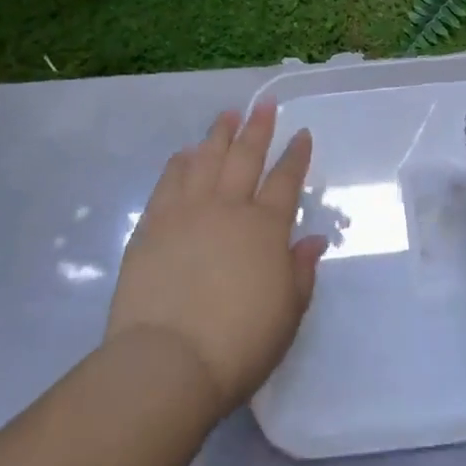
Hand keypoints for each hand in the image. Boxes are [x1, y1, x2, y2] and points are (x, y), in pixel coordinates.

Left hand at [106, 105, 327, 417]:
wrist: (167, 362)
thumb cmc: (238, 345)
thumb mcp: (286, 315)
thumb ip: (300, 272)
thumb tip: (313, 239)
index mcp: (265, 228)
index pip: (285, 180)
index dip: (296, 155)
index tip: (301, 132)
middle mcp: (228, 208)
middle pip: (246, 157)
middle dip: (258, 128)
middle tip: (264, 103)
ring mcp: (187, 212)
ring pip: (206, 159)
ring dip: (219, 135)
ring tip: (227, 115)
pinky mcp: (152, 225)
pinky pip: (169, 182)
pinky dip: (179, 163)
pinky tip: (184, 152)